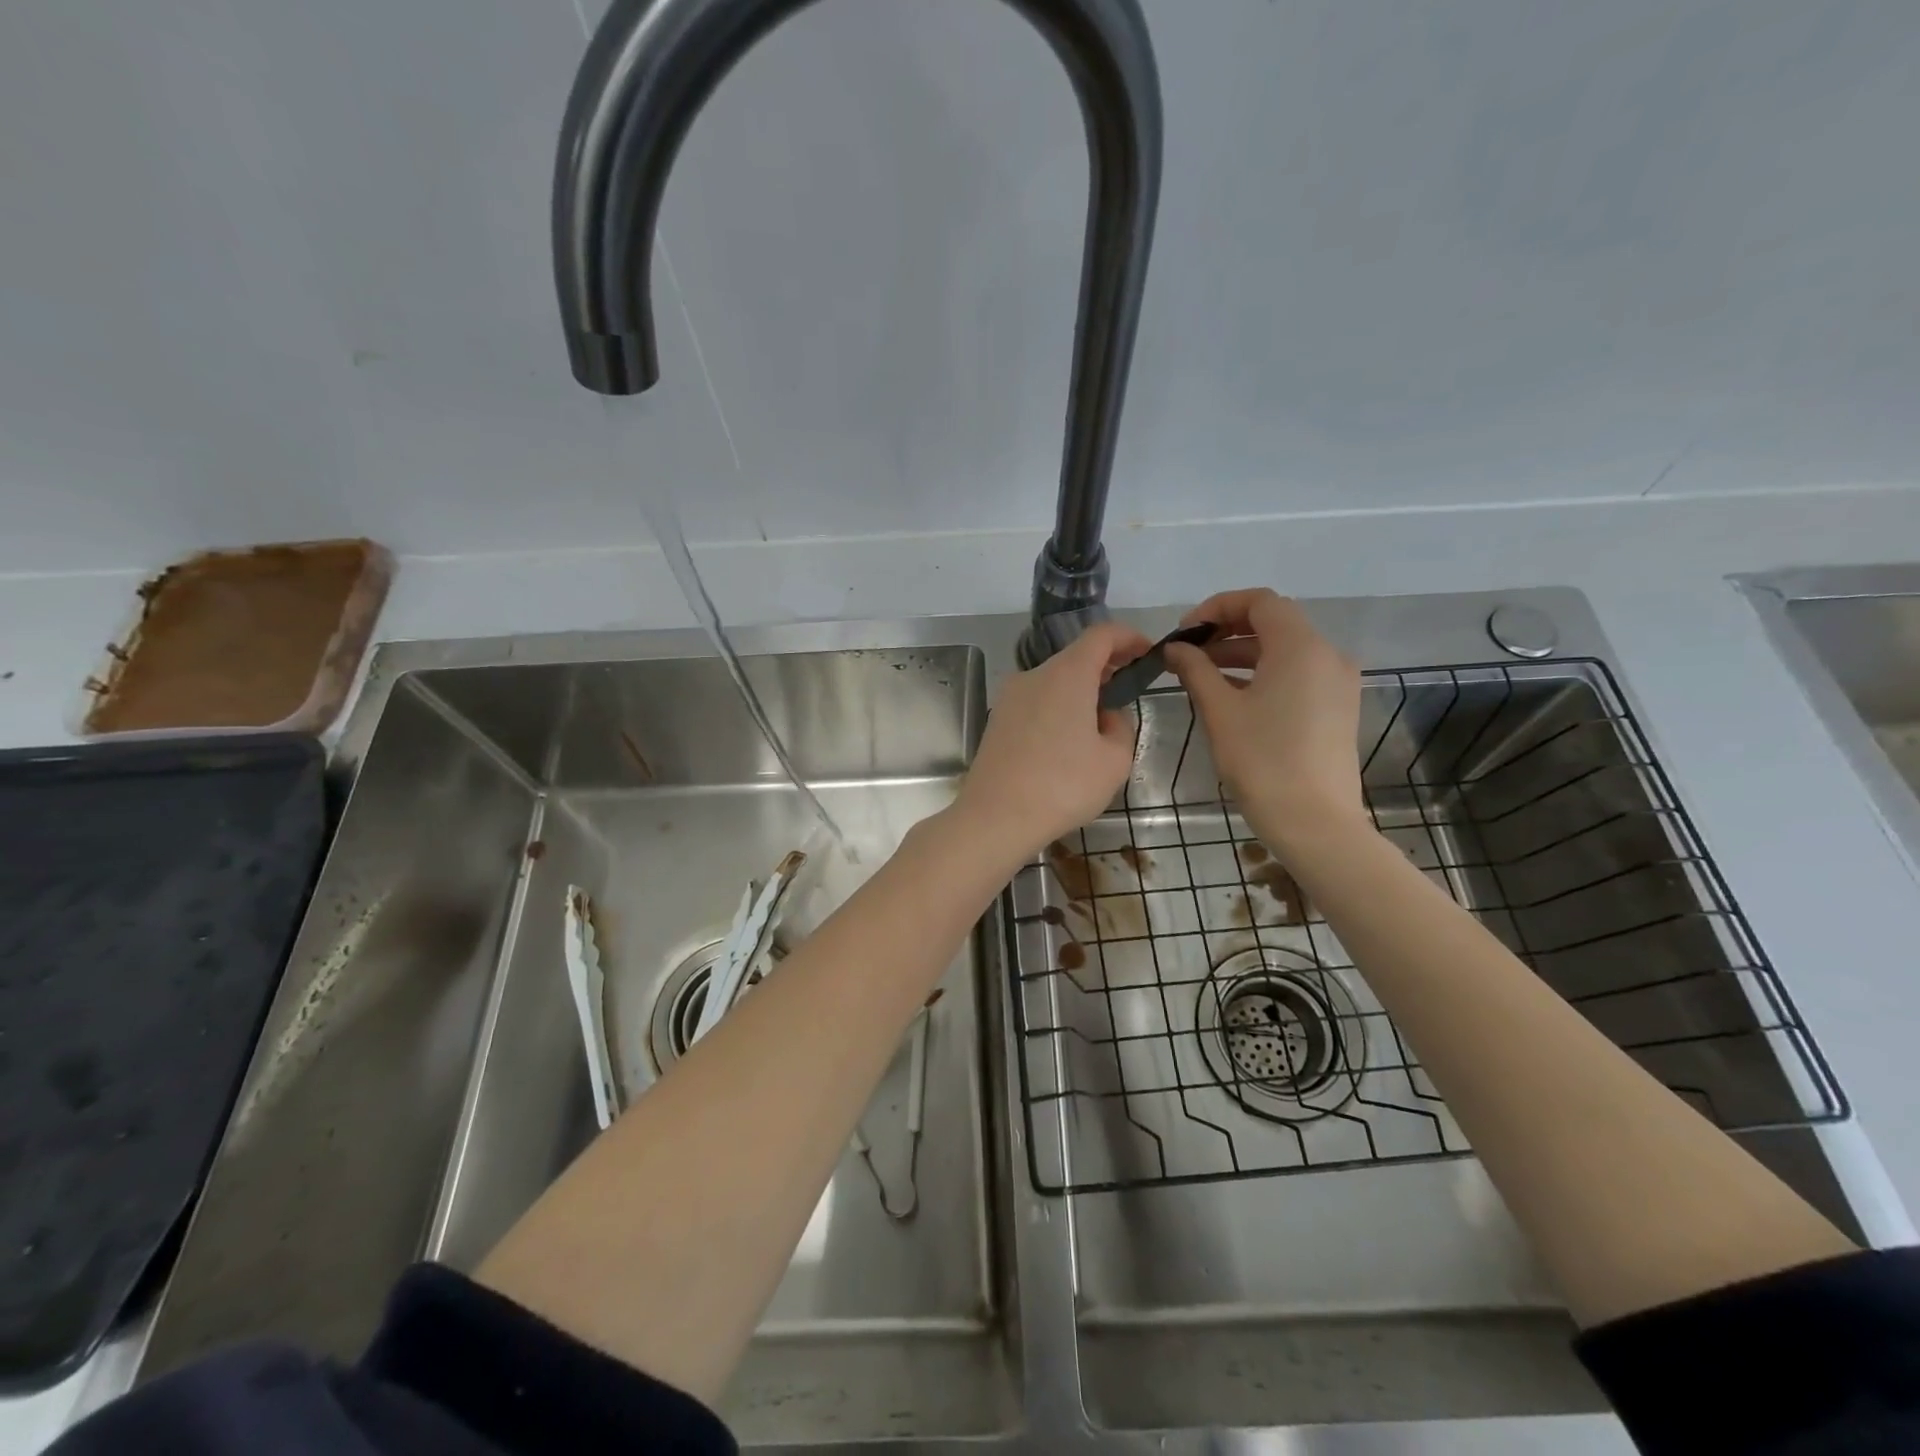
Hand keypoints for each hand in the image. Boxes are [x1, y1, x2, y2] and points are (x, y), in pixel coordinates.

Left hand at [951, 621, 1152, 860]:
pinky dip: (1057, 708)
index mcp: (1067, 674)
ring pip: (1054, 681)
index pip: (1101, 635)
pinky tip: (1066, 743)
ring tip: (1099, 725)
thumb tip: (1105, 716)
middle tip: (1128, 691)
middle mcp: (1034, 675)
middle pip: (1075, 657)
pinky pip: (1036, 702)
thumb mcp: (1115, 760)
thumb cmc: (1063, 786)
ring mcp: (1010, 697)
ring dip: (1080, 692)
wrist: (995, 817)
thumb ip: (1121, 727)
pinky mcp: (997, 720)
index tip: (1147, 653)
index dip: (1129, 637)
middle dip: (1106, 668)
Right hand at [1163, 589, 1365, 850]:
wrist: (1314, 821)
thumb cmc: (1262, 761)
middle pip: (1274, 622)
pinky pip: (1298, 673)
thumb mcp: (1220, 711)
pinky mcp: (1338, 706)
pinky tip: (1234, 696)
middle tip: (1188, 652)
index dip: (1217, 607)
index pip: (1259, 602)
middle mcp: (1327, 654)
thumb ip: (1195, 669)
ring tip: (1202, 674)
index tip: (1184, 632)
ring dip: (1243, 653)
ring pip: (1286, 649)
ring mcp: (1338, 681)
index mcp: (1300, 647)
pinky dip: (1265, 673)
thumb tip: (1175, 648)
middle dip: (1227, 630)